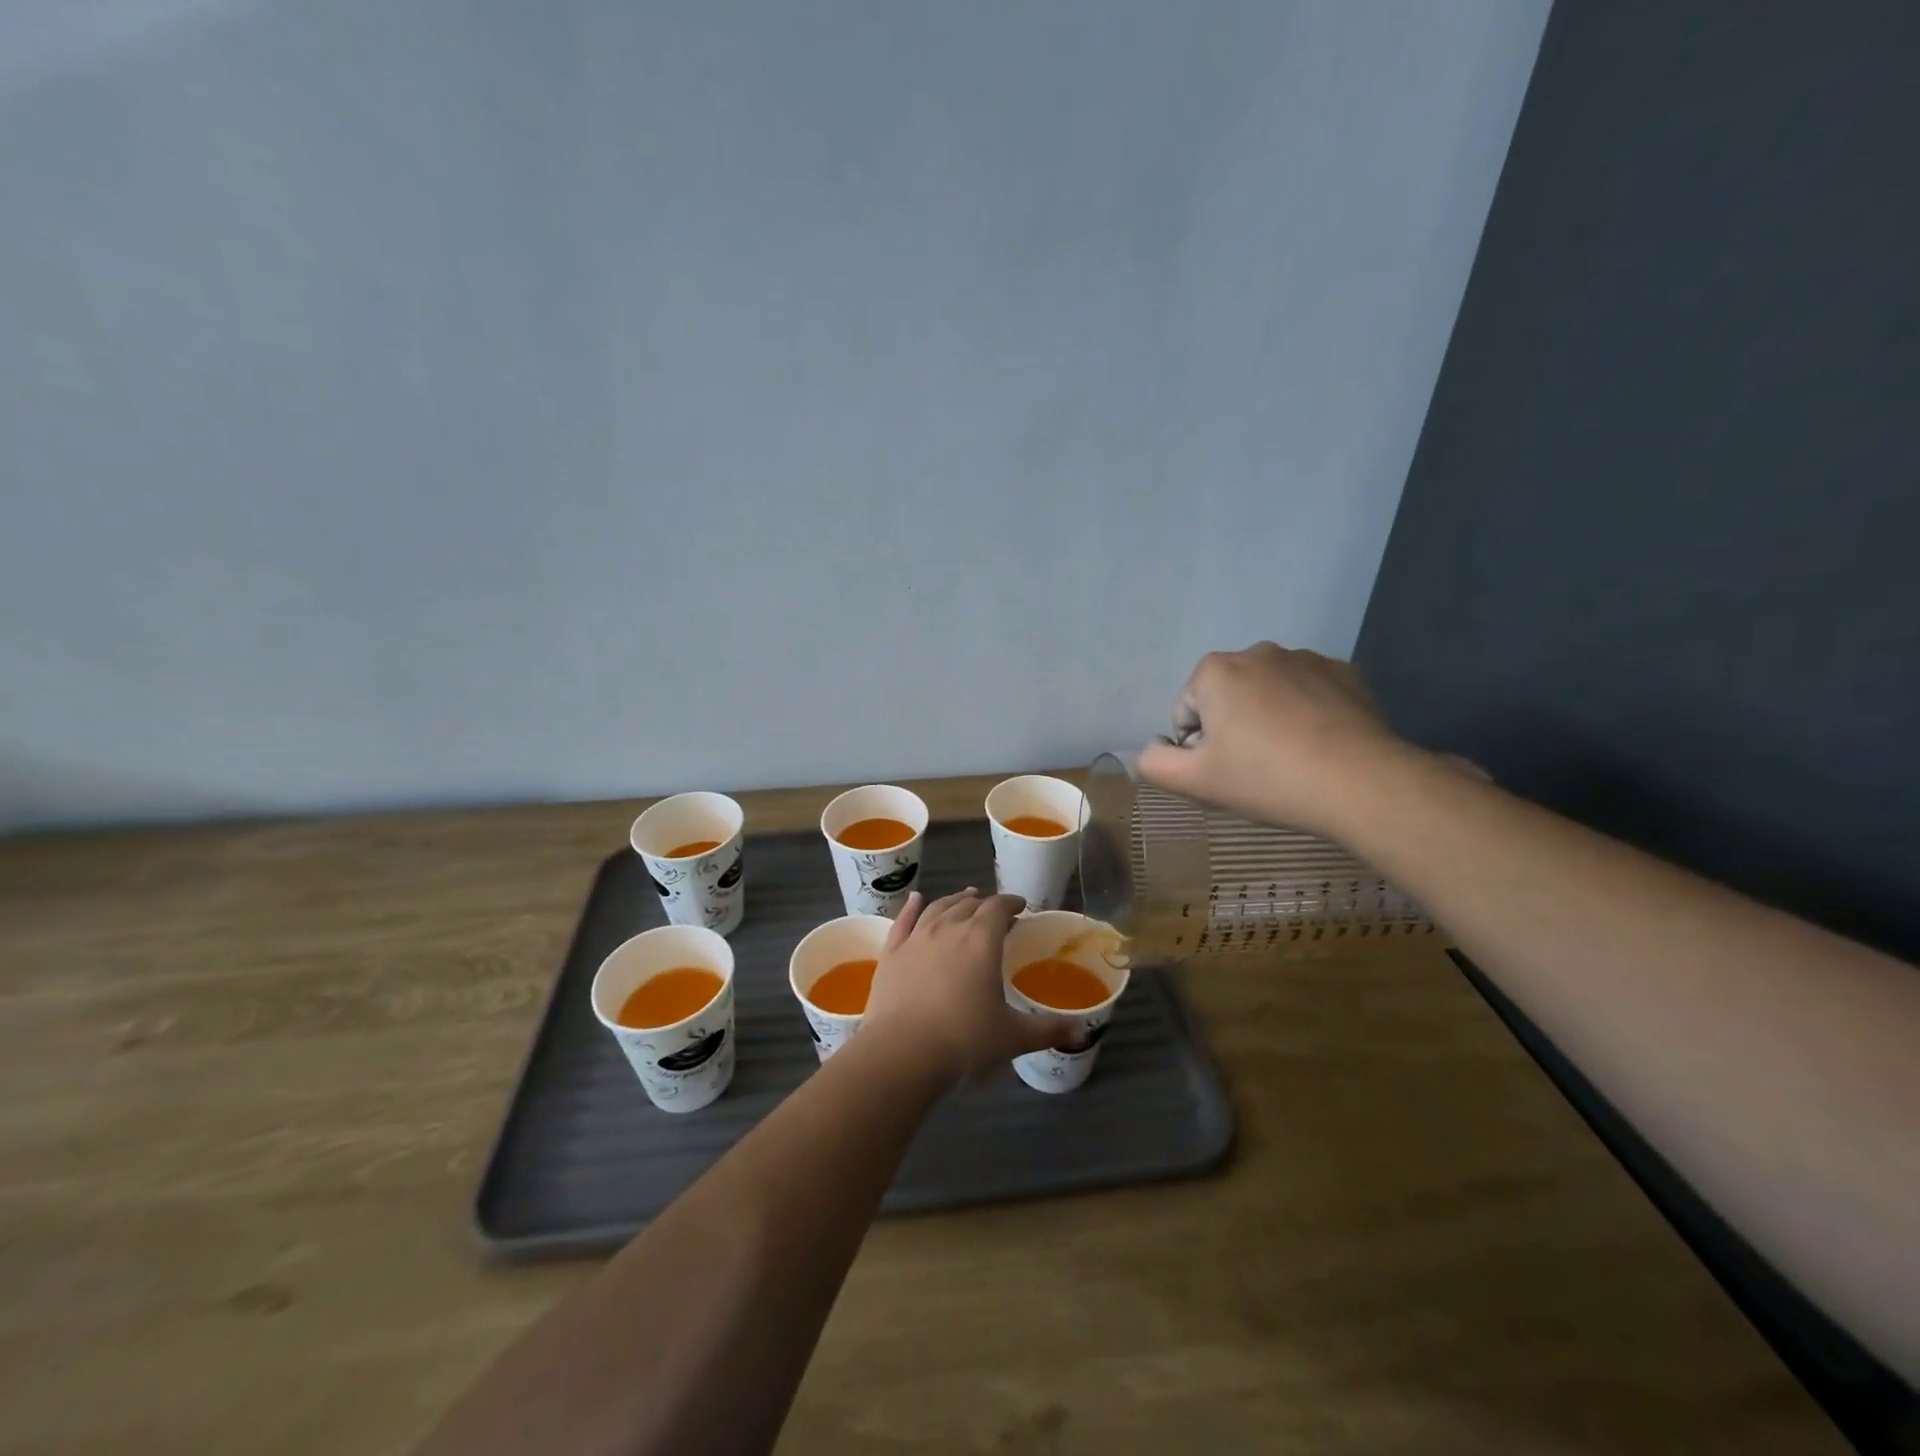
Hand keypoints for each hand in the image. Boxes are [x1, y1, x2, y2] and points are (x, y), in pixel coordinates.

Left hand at [862, 890, 1078, 1085]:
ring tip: (963, 899)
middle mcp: (948, 928)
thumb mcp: (1012, 1037)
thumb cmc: (964, 1041)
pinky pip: (903, 921)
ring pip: (937, 908)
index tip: (1020, 906)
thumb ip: (1047, 1030)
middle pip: (968, 905)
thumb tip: (1081, 1032)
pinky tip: (916, 900)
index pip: (998, 907)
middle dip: (984, 903)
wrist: (902, 1053)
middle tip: (994, 910)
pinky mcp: (891, 953)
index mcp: (981, 940)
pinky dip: (911, 907)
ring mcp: (916, 938)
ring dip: (953, 901)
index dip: (1011, 902)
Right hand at [1135, 643, 1421, 838]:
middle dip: (1233, 728)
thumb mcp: (1196, 782)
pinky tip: (1320, 745)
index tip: (1227, 772)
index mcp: (1215, 671)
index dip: (1199, 748)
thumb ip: (1154, 763)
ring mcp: (1305, 658)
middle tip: (1256, 768)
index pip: (1186, 713)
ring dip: (1269, 719)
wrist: (1361, 783)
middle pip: (1226, 698)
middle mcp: (1257, 652)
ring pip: (1268, 693)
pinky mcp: (1345, 672)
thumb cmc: (1267, 778)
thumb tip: (1151, 749)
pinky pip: (1308, 692)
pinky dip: (1306, 713)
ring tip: (1291, 758)